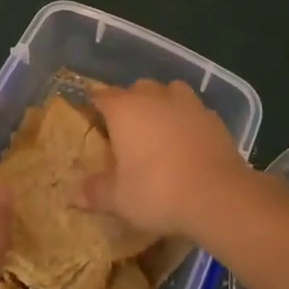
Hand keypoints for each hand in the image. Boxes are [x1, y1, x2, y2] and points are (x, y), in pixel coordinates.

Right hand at [83, 79, 248, 238]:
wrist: (218, 194)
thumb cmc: (157, 191)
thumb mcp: (119, 198)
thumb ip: (94, 191)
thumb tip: (71, 193)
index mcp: (124, 108)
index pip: (101, 96)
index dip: (95, 107)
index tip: (92, 120)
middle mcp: (153, 96)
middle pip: (136, 90)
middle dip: (129, 105)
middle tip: (126, 133)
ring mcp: (187, 102)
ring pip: (168, 92)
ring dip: (162, 105)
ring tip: (160, 131)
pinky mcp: (212, 115)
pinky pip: (193, 110)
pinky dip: (187, 120)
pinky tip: (188, 142)